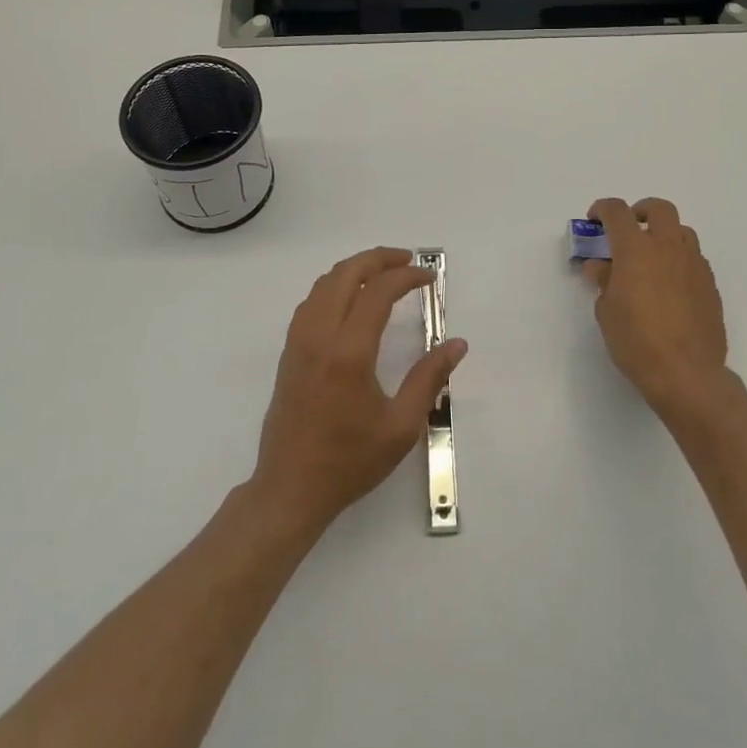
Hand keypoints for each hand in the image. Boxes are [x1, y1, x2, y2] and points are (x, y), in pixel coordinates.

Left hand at [251, 247, 467, 531]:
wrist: (290, 489)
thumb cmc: (349, 461)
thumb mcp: (401, 427)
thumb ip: (429, 379)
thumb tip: (457, 344)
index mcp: (349, 352)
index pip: (378, 292)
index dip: (406, 276)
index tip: (429, 278)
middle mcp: (320, 336)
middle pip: (346, 274)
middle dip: (379, 259)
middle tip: (408, 262)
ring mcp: (299, 341)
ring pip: (324, 283)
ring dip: (355, 269)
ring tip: (384, 274)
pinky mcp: (289, 351)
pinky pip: (312, 301)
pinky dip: (335, 286)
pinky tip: (352, 300)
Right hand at [584, 197, 728, 418]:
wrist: (687, 374)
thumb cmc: (636, 341)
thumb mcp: (606, 311)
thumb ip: (603, 281)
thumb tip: (601, 267)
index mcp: (636, 249)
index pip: (617, 211)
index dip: (602, 209)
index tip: (594, 221)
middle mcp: (668, 248)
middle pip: (659, 208)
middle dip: (641, 210)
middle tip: (629, 229)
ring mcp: (694, 265)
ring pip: (682, 231)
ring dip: (664, 235)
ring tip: (651, 259)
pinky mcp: (710, 285)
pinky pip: (694, 258)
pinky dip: (679, 260)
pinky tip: (669, 286)